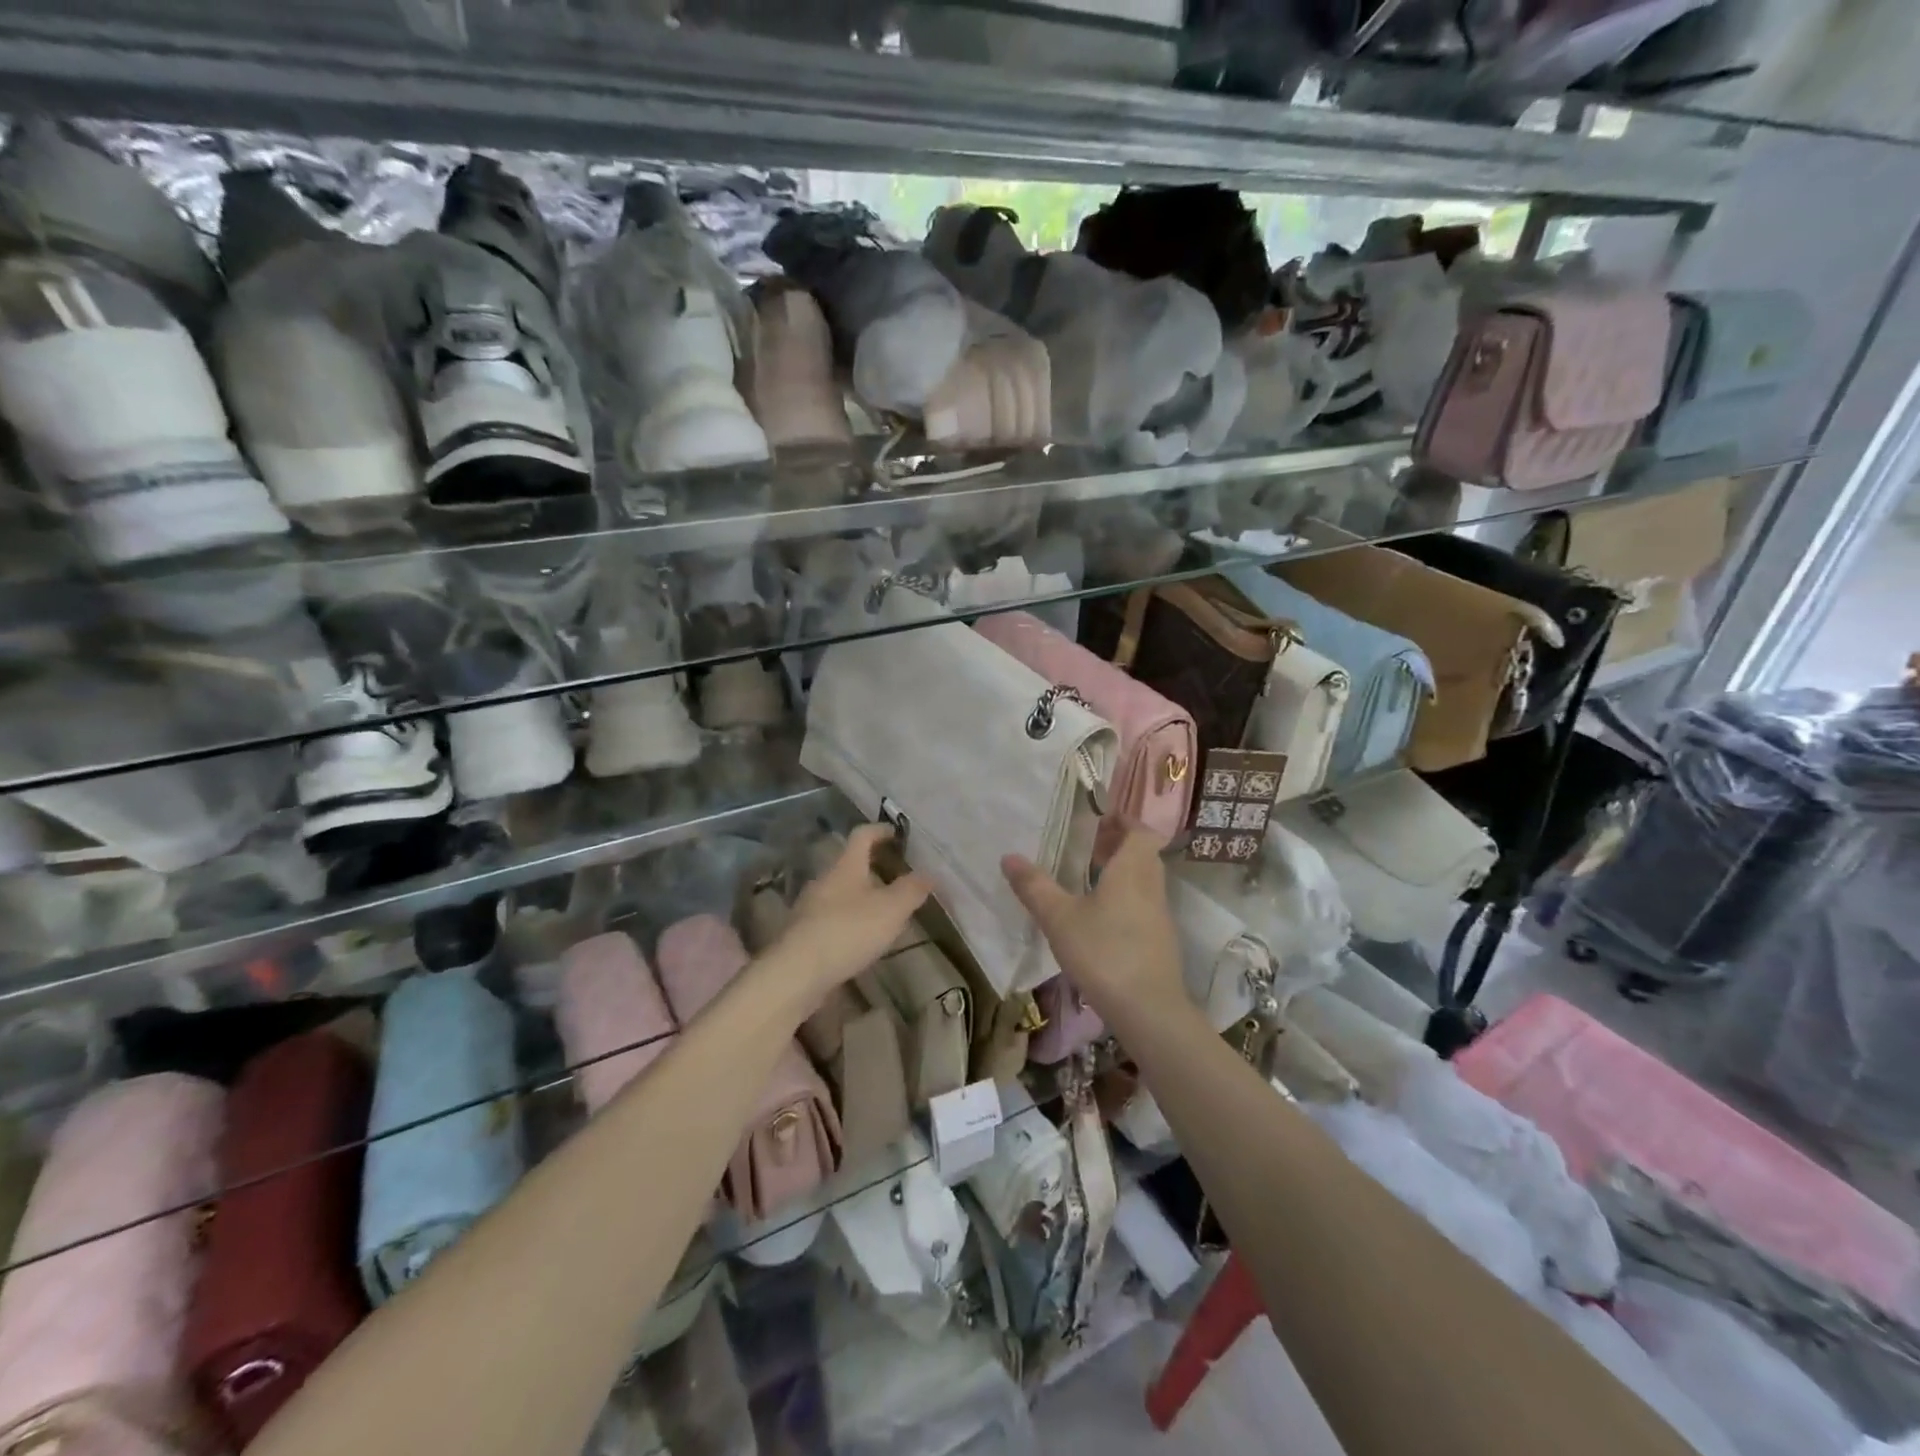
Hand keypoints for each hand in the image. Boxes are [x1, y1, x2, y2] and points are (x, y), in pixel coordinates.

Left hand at [759, 825, 929, 1006]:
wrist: (797, 973)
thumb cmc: (848, 930)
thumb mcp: (891, 909)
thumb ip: (911, 890)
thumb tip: (929, 874)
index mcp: (845, 866)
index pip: (862, 835)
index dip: (880, 830)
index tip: (897, 834)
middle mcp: (825, 880)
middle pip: (850, 864)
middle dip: (873, 867)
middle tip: (898, 876)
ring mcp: (810, 907)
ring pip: (841, 892)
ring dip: (862, 896)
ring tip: (885, 911)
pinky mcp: (804, 934)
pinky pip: (832, 917)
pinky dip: (850, 920)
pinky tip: (862, 938)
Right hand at [1001, 827, 1187, 1023]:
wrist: (1149, 1010)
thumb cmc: (1104, 952)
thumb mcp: (1060, 918)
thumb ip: (1035, 886)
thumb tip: (1009, 856)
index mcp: (1132, 870)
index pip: (1141, 831)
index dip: (1124, 821)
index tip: (1099, 819)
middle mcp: (1152, 886)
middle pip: (1143, 854)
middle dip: (1119, 845)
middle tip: (1087, 845)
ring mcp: (1159, 916)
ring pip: (1144, 881)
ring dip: (1122, 873)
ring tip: (1087, 878)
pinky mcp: (1159, 941)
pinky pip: (1143, 905)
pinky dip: (1125, 898)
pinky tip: (1099, 917)